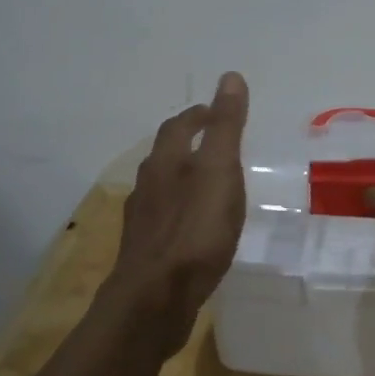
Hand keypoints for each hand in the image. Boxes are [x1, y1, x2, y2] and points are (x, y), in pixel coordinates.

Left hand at [102, 72, 249, 349]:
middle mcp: (148, 185)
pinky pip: (166, 218)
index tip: (217, 110)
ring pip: (164, 187)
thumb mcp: (220, 172)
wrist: (155, 299)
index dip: (200, 114)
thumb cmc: (194, 231)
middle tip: (216, 142)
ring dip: (185, 177)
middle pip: (167, 154)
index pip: (180, 126)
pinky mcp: (147, 251)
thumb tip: (230, 76)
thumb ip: (226, 127)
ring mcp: (143, 220)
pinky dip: (183, 210)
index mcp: (166, 162)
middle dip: (189, 143)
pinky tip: (197, 227)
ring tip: (210, 182)